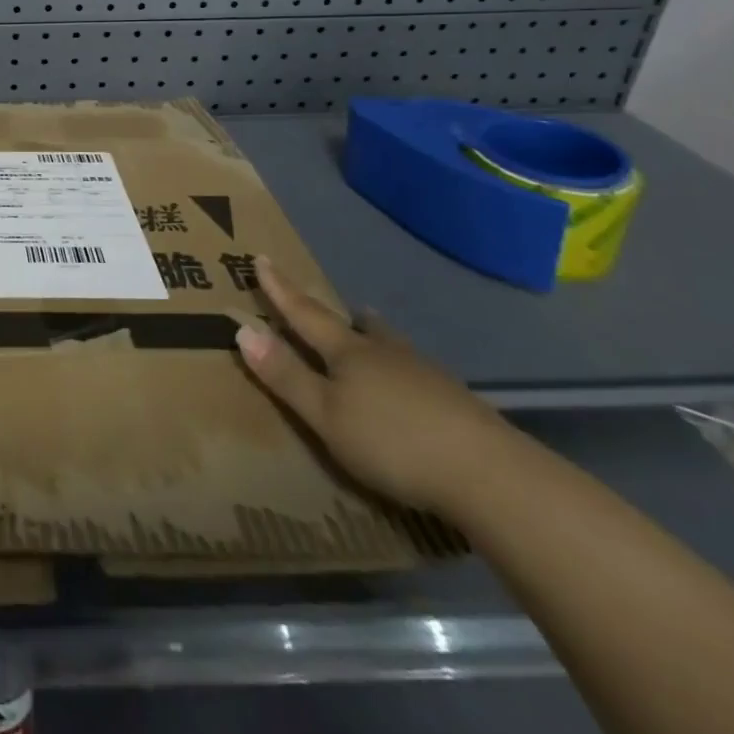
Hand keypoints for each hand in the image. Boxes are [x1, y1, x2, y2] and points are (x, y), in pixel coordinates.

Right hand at [235, 266, 515, 516]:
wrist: (490, 474)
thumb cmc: (392, 442)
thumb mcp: (325, 415)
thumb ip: (286, 375)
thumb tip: (242, 328)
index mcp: (348, 352)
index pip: (304, 313)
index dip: (280, 289)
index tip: (262, 258)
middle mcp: (386, 353)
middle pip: (358, 327)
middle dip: (342, 315)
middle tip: (341, 305)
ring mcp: (427, 375)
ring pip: (393, 347)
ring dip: (378, 337)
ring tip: (375, 332)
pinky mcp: (458, 403)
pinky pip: (418, 374)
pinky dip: (404, 371)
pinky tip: (413, 388)